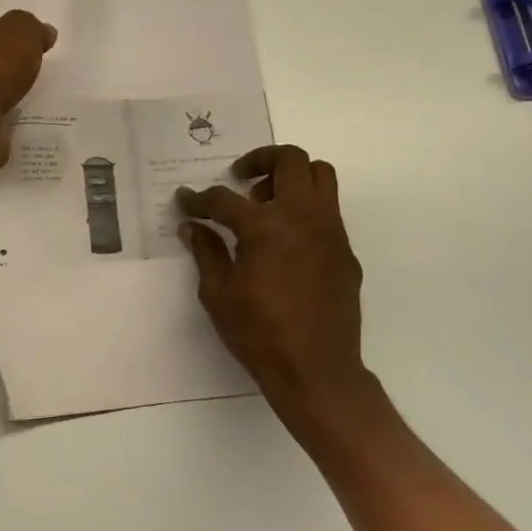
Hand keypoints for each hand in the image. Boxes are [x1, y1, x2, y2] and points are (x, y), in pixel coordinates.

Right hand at [178, 145, 372, 436]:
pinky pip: (328, 211)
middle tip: (241, 179)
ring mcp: (330, 231)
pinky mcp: (345, 250)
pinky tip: (286, 241)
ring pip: (320, 176)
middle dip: (260, 159)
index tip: (185, 201)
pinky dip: (305, 209)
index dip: (199, 199)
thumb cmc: (260, 333)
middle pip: (290, 159)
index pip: (224, 199)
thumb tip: (192, 226)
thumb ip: (205, 251)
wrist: (317, 371)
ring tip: (266, 203)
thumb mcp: (218, 293)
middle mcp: (302, 216)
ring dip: (291, 177)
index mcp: (265, 226)